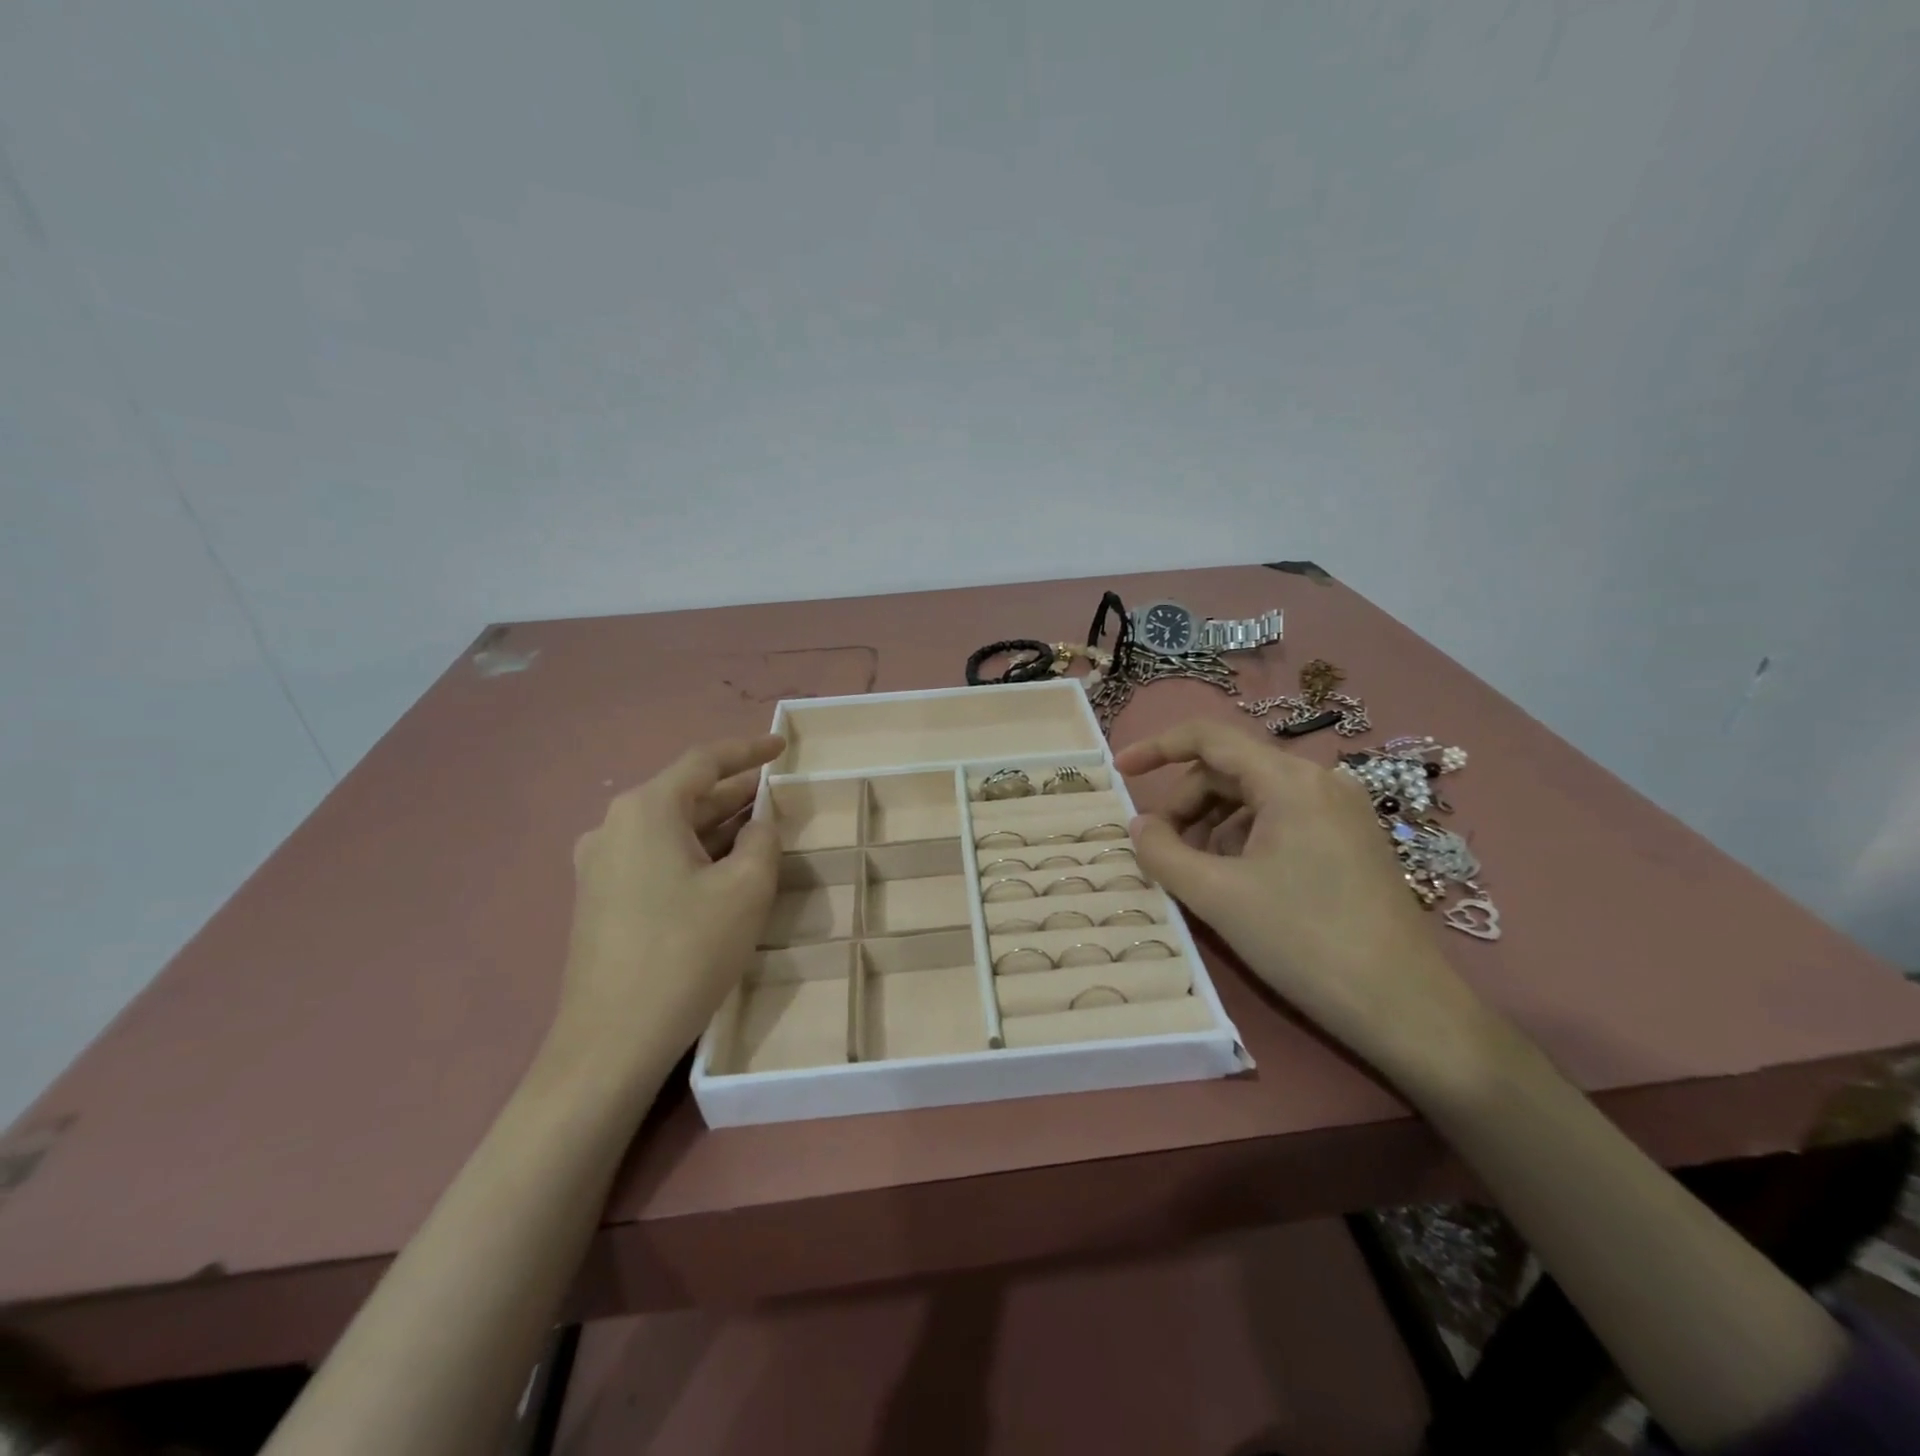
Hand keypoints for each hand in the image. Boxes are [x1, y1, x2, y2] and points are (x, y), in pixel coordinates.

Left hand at [551, 734, 785, 1085]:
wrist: (611, 1040)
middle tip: (779, 790)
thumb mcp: (746, 889)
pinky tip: (722, 866)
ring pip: (671, 828)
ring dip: (716, 824)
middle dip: (735, 791)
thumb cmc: (686, 952)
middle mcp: (614, 826)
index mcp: (646, 810)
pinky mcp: (600, 898)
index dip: (748, 750)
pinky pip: (655, 856)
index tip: (782, 746)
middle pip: (685, 794)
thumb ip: (763, 840)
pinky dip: (693, 851)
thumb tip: (759, 824)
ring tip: (760, 825)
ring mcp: (600, 864)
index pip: (704, 762)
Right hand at [1114, 720, 1492, 1090]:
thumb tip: (1138, 826)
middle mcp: (1320, 782)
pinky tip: (1236, 883)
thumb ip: (1163, 853)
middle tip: (1160, 849)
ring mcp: (1341, 812)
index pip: (1209, 737)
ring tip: (1196, 873)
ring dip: (1212, 826)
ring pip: (1254, 798)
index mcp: (1289, 780)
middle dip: (1186, 803)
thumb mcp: (1217, 896)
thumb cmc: (1304, 940)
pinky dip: (1244, 840)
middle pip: (1231, 770)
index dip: (1157, 747)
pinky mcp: (1351, 842)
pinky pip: (1281, 821)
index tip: (1120, 772)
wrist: (1405, 1007)